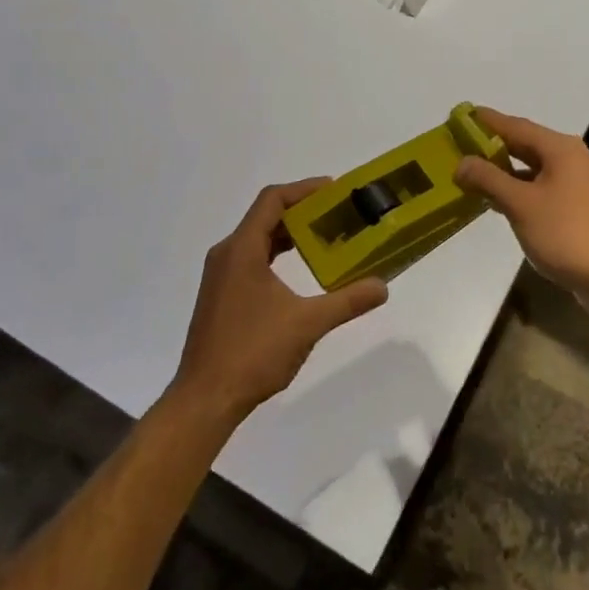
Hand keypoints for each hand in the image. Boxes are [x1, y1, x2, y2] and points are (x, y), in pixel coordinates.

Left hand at [169, 179, 389, 424]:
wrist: (205, 399)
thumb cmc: (253, 352)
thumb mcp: (307, 323)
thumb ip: (347, 301)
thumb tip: (382, 286)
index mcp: (242, 249)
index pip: (272, 200)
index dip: (304, 190)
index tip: (335, 190)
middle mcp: (227, 255)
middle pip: (265, 217)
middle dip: (302, 213)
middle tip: (338, 215)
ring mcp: (220, 277)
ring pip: (258, 240)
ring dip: (290, 236)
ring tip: (325, 239)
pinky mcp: (221, 297)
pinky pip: (251, 260)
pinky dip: (277, 256)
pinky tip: (300, 273)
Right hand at [455, 108, 588, 306]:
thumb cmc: (565, 234)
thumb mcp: (520, 204)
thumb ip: (488, 179)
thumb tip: (461, 163)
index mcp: (561, 149)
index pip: (516, 126)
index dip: (487, 121)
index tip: (463, 115)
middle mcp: (574, 158)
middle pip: (527, 144)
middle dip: (494, 146)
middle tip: (463, 145)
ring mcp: (582, 182)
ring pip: (537, 167)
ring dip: (507, 170)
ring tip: (475, 174)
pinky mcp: (583, 206)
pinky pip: (546, 186)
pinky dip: (522, 188)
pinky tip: (503, 201)